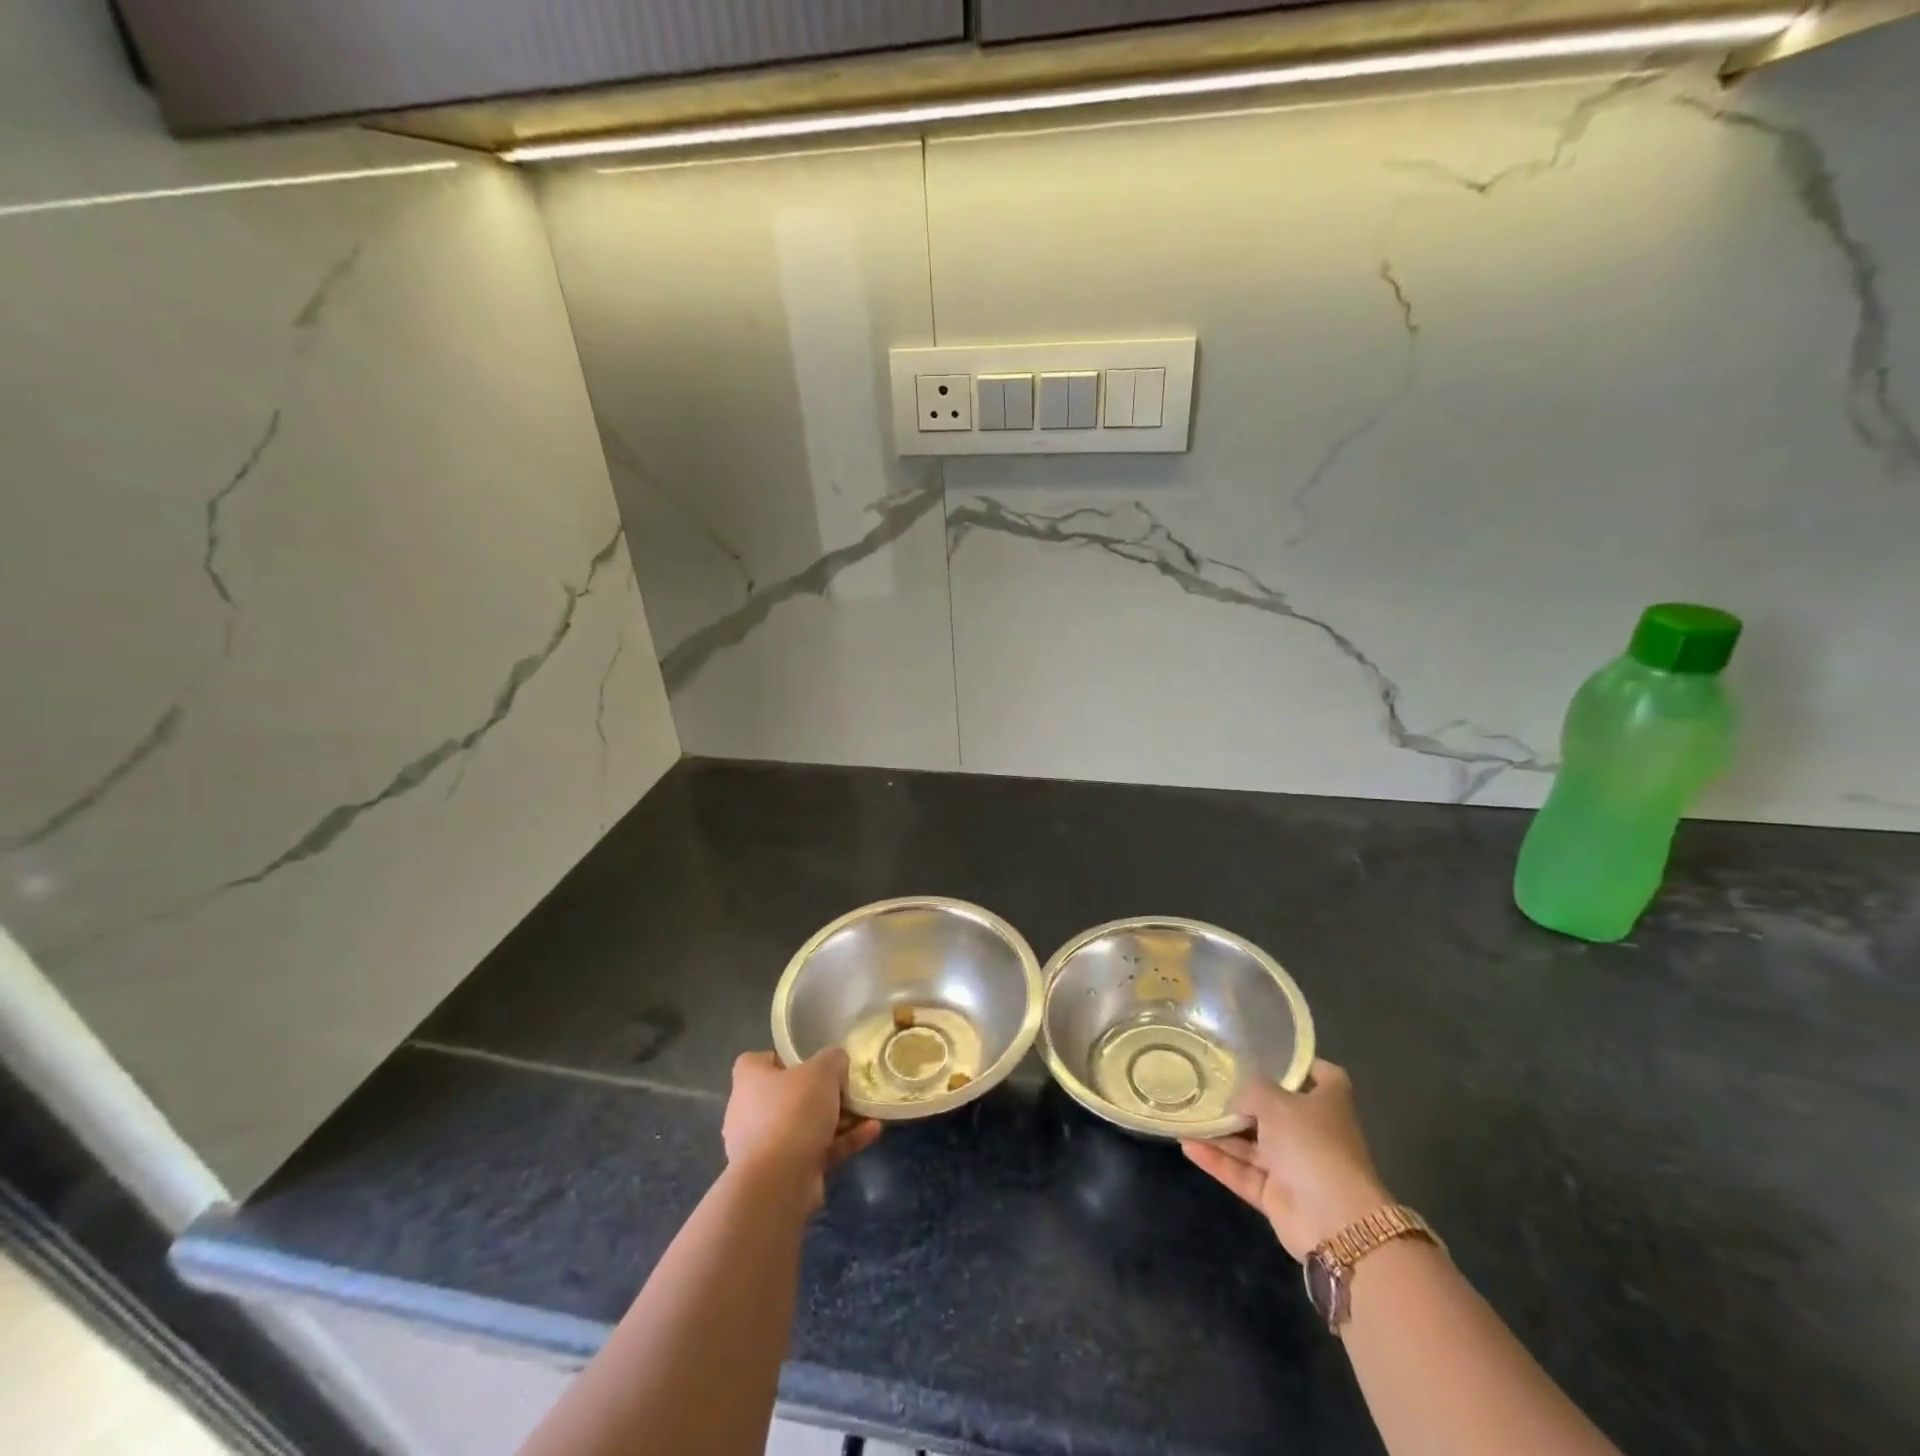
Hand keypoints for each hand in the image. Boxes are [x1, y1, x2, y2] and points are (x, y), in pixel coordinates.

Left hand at [723, 1049, 880, 1207]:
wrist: (778, 1183)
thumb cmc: (793, 1112)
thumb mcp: (822, 1071)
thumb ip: (833, 1059)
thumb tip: (837, 1061)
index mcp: (749, 1081)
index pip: (759, 1060)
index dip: (784, 1057)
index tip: (811, 1059)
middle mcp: (750, 1112)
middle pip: (789, 1094)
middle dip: (821, 1093)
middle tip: (847, 1088)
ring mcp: (765, 1146)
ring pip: (805, 1125)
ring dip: (839, 1119)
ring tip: (869, 1112)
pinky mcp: (783, 1173)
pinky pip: (815, 1149)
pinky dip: (841, 1142)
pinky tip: (871, 1133)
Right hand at [1182, 1059, 1390, 1261]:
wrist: (1332, 1219)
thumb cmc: (1311, 1144)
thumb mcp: (1276, 1101)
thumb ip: (1252, 1090)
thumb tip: (1238, 1098)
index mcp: (1328, 1105)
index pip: (1323, 1076)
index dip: (1301, 1065)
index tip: (1271, 1055)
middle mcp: (1313, 1133)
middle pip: (1279, 1111)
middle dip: (1246, 1101)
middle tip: (1210, 1083)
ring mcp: (1295, 1166)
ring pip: (1253, 1145)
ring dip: (1223, 1133)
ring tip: (1189, 1114)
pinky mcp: (1277, 1195)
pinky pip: (1242, 1172)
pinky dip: (1217, 1160)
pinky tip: (1187, 1144)